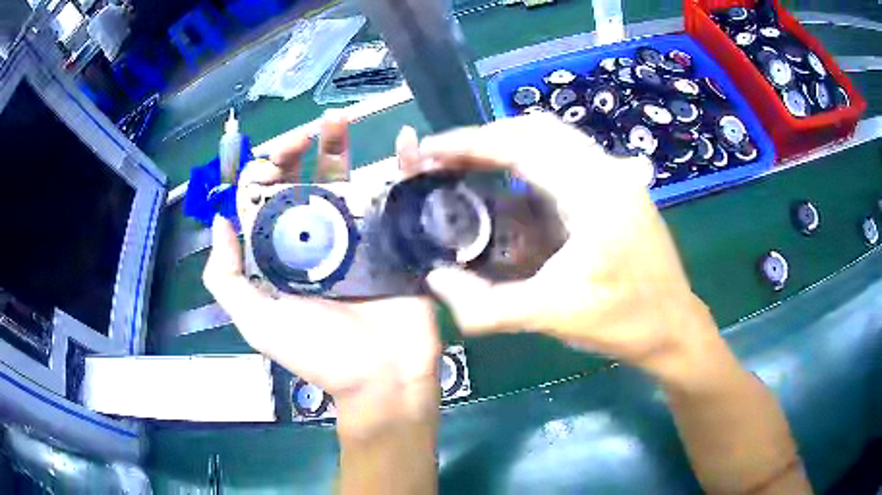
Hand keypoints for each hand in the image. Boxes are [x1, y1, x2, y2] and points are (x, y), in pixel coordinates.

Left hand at [204, 112, 440, 434]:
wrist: (384, 376)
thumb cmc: (319, 352)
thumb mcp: (258, 322)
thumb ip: (226, 278)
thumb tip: (219, 221)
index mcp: (281, 250)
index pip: (266, 196)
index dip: (266, 168)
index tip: (277, 153)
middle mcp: (315, 235)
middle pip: (304, 178)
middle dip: (303, 146)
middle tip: (314, 125)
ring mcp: (357, 232)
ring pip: (345, 177)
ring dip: (342, 144)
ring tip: (341, 119)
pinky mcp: (394, 236)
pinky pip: (396, 192)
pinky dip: (402, 164)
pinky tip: (405, 141)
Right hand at [399, 114, 721, 385]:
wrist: (674, 327)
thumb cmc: (624, 321)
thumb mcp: (553, 317)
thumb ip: (487, 306)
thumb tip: (434, 281)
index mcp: (595, 191)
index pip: (522, 145)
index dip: (468, 143)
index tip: (429, 150)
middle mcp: (607, 170)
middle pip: (535, 129)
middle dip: (483, 138)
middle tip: (444, 158)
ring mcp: (616, 175)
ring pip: (551, 139)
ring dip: (506, 146)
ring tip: (468, 166)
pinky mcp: (616, 188)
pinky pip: (564, 158)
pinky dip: (528, 161)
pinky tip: (509, 184)